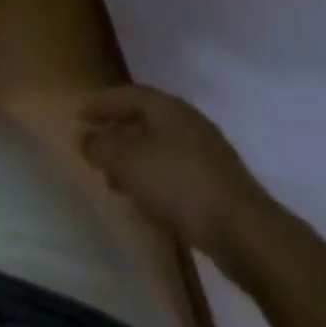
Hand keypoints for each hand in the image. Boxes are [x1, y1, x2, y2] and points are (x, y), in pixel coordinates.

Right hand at [79, 85, 265, 250]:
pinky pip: (176, 169)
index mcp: (165, 105)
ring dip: (135, 158)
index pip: (124, 94)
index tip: (79, 116)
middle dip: (117, 132)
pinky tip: (148, 200)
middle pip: (143, 118)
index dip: (100, 104)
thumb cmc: (180, 184)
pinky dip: (155, 177)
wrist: (246, 232)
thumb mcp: (128, 163)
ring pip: (159, 146)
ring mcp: (207, 151)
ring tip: (116, 180)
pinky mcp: (218, 182)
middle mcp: (186, 119)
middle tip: (96, 148)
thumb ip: (101, 147)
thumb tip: (86, 139)